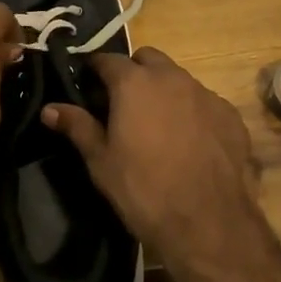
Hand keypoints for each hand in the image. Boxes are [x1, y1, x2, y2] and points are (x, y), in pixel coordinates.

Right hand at [42, 48, 272, 281]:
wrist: (208, 221)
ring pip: (178, 78)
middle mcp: (172, 77)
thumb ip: (77, 126)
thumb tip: (49, 108)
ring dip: (164, 91)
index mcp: (135, 83)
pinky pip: (204, 102)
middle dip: (133, 72)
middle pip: (147, 59)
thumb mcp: (101, 161)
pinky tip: (190, 142)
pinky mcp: (230, 114)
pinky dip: (193, 112)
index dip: (95, 70)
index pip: (107, 59)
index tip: (87, 85)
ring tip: (157, 125)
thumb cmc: (143, 189)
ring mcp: (205, 94)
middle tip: (123, 103)